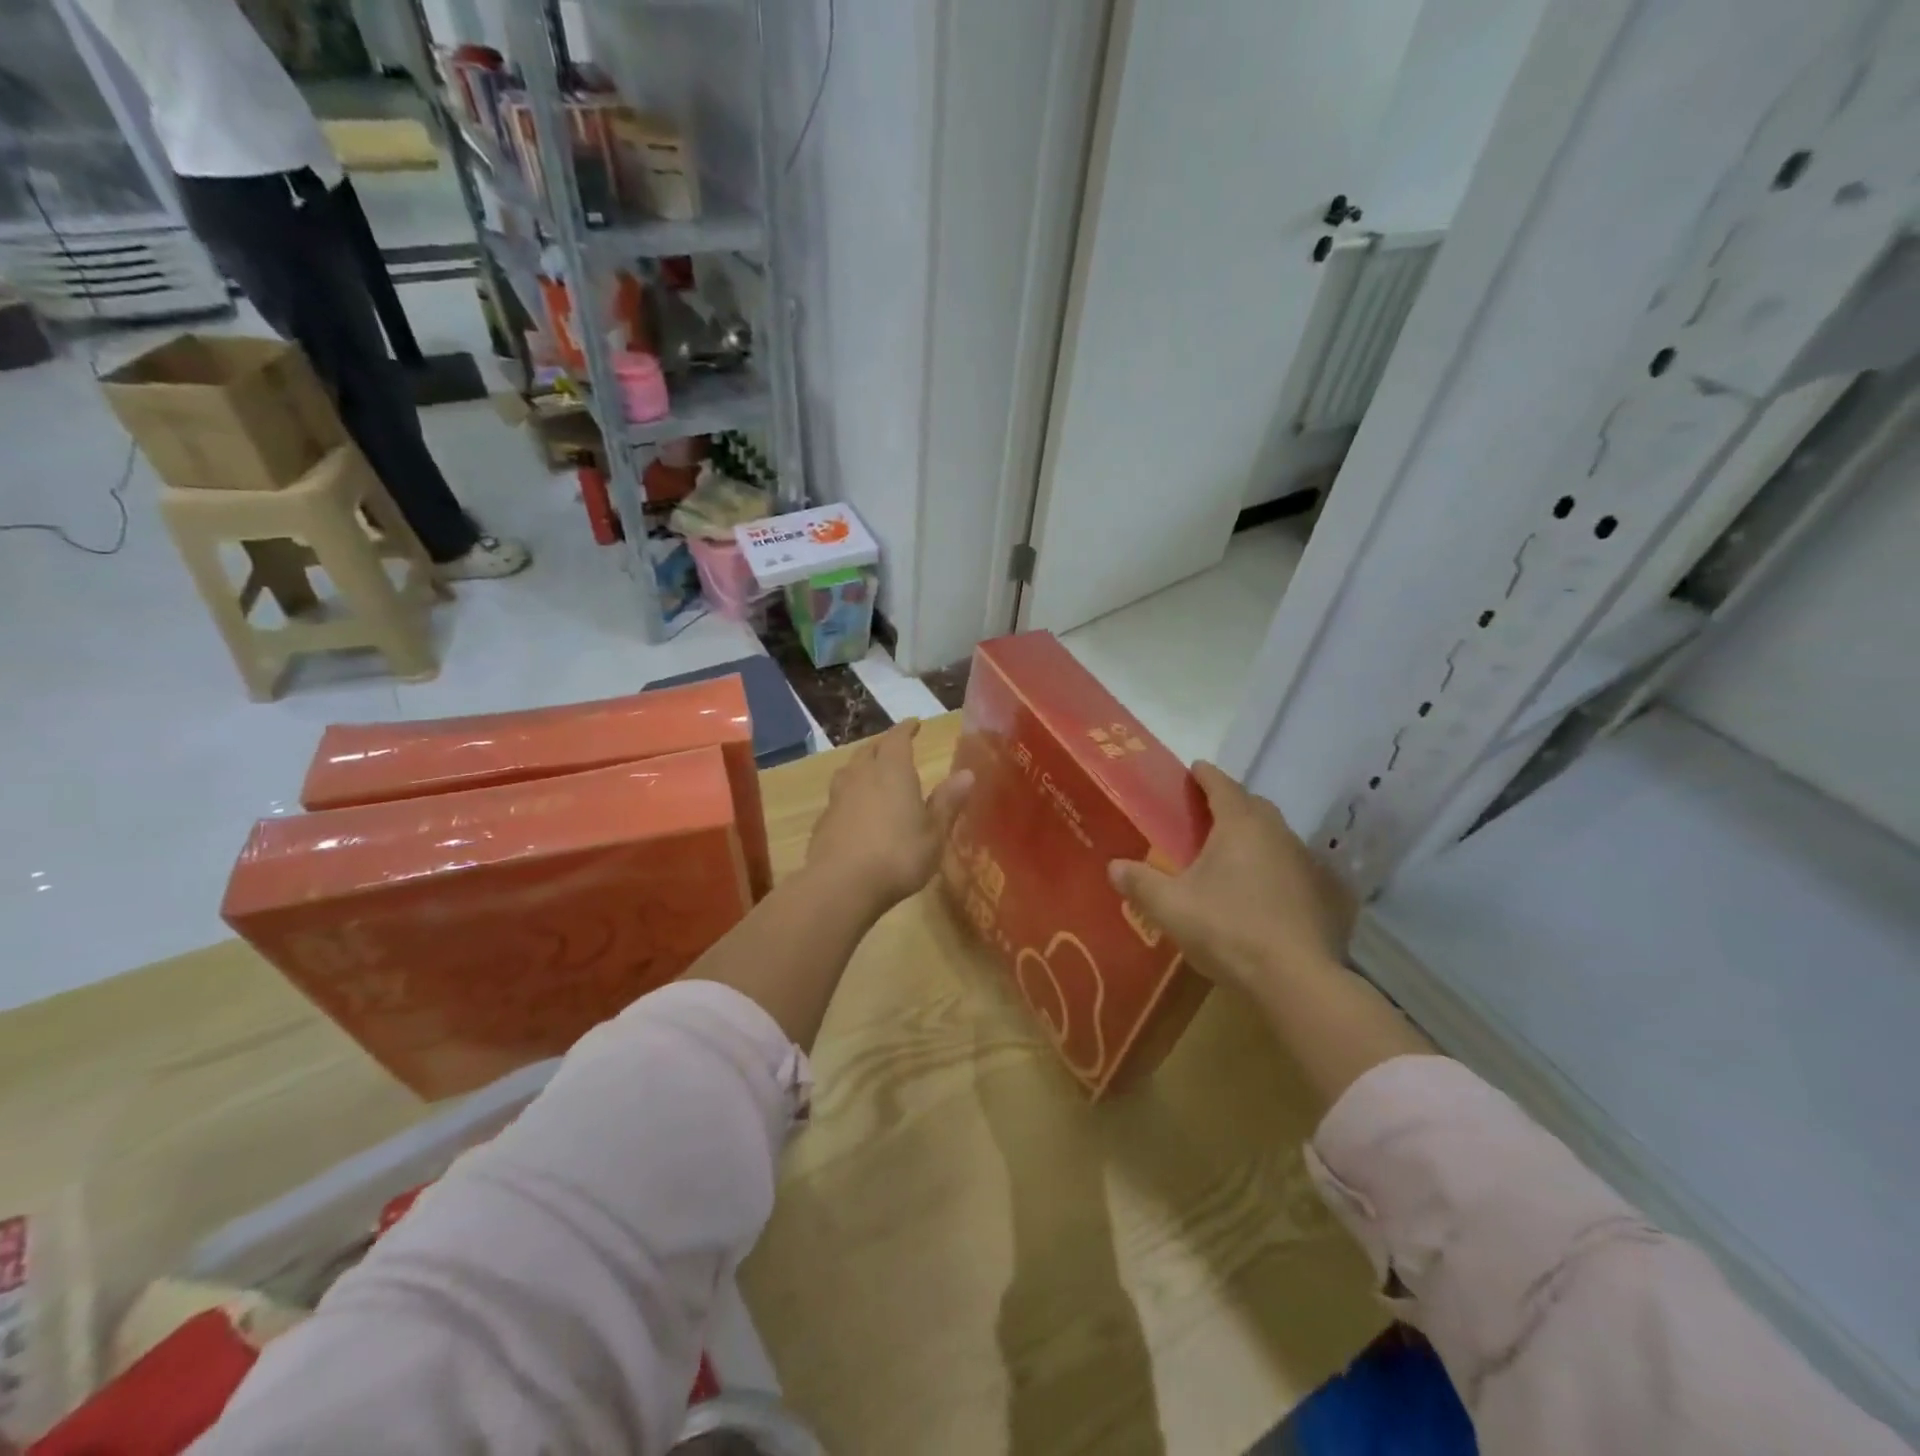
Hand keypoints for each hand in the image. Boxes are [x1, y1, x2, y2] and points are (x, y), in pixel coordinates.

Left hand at [807, 720, 973, 912]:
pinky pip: (839, 796)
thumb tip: (967, 773)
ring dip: (862, 766)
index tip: (914, 724)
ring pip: (849, 770)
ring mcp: (838, 797)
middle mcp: (862, 775)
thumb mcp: (934, 833)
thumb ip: (948, 802)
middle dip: (883, 745)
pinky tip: (855, 809)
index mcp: (892, 770)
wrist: (842, 885)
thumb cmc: (898, 855)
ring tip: (871, 772)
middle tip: (894, 747)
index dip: (906, 729)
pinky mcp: (824, 821)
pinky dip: (850, 794)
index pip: (897, 738)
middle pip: (870, 750)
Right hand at [1109, 761, 1355, 998]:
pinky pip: (1289, 864)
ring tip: (1229, 849)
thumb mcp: (1171, 907)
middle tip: (1206, 811)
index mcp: (1241, 825)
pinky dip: (1271, 864)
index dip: (1206, 775)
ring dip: (1253, 834)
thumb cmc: (1228, 929)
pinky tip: (1259, 887)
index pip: (1222, 786)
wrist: (1296, 979)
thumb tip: (1114, 866)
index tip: (1194, 768)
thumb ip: (1140, 883)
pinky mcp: (1320, 893)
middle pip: (1253, 805)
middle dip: (1230, 802)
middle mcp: (1277, 834)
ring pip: (1275, 835)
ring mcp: (1304, 863)